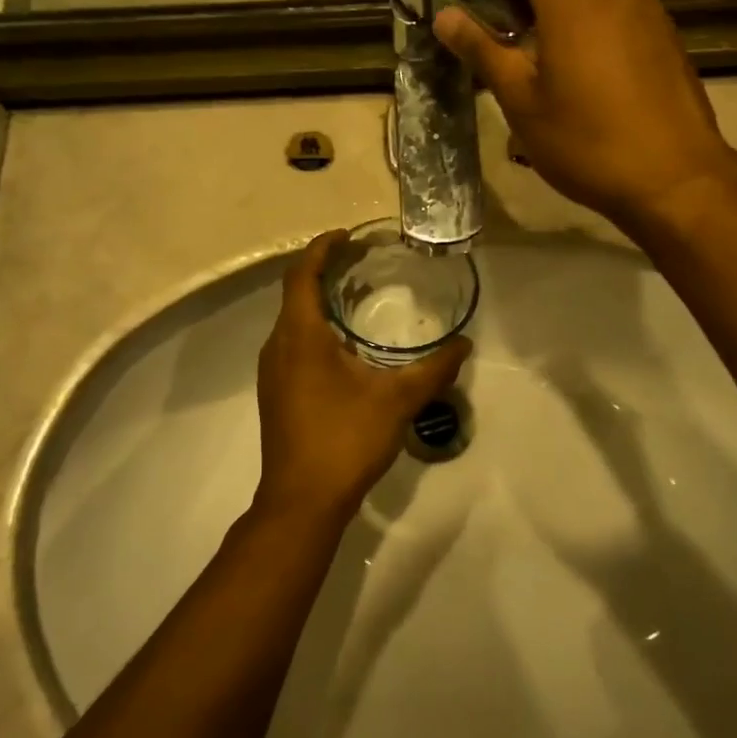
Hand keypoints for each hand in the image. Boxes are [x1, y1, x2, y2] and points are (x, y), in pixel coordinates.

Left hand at [256, 231, 470, 525]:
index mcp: (300, 335)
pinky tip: (344, 347)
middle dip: (324, 271)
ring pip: (293, 321)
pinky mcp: (276, 393)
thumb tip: (465, 346)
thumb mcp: (397, 401)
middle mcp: (277, 346)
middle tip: (362, 262)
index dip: (322, 248)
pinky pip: (292, 344)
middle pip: (295, 293)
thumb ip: (433, 370)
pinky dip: (315, 328)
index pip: (302, 274)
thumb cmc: (344, 440)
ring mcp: (272, 372)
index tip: (348, 235)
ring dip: (319, 302)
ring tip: (356, 296)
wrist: (301, 502)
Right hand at [433, 0, 736, 232]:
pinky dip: (604, 1)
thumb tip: (447, 17)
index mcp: (573, 0)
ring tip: (551, 26)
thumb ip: (484, 52)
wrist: (674, 179)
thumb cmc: (587, 143)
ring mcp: (649, 10)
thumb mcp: (523, 104)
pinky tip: (588, 54)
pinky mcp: (667, 36)